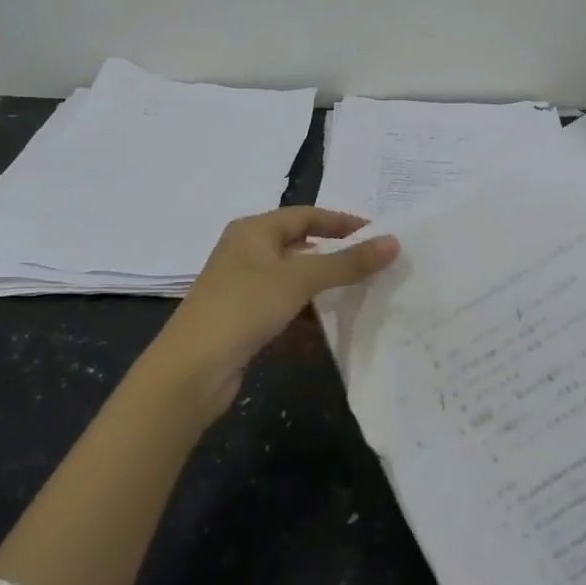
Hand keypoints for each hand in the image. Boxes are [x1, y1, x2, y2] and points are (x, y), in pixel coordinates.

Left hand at [145, 207, 399, 419]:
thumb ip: (347, 262)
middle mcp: (246, 252)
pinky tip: (328, 329)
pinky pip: (284, 309)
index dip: (341, 222)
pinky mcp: (244, 320)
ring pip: (293, 281)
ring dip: (323, 290)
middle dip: (335, 257)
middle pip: (300, 247)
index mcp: (253, 231)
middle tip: (373, 265)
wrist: (192, 369)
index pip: (306, 215)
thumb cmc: (244, 307)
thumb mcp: (299, 279)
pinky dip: (306, 316)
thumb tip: (393, 243)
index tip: (377, 233)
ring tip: (360, 297)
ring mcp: (243, 288)